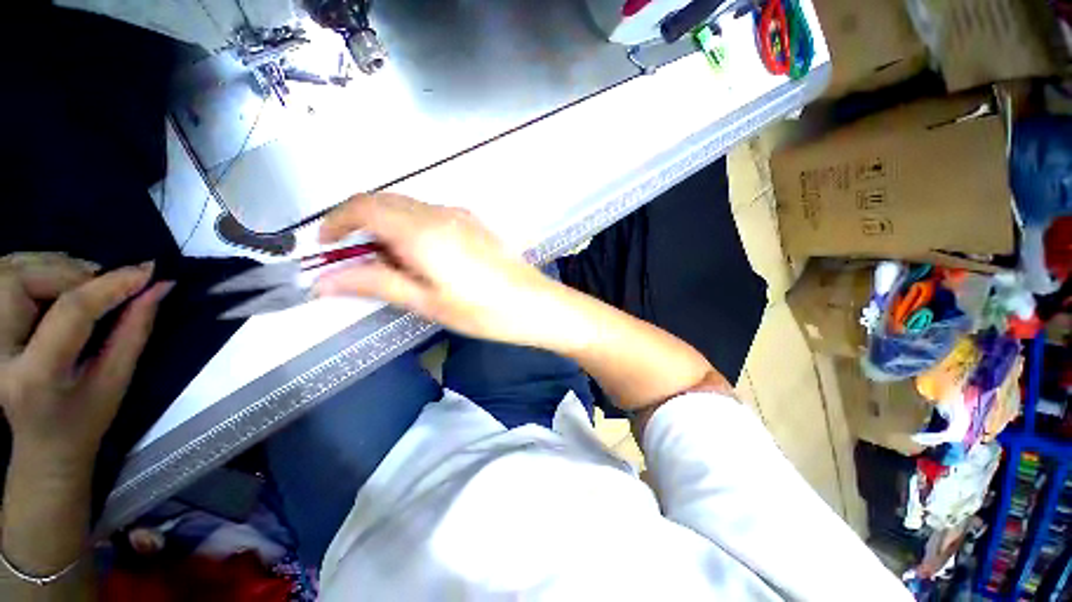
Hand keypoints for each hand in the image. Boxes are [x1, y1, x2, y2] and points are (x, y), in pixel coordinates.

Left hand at [0, 253, 171, 468]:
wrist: (41, 445)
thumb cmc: (85, 420)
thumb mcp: (116, 381)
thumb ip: (134, 331)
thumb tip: (158, 287)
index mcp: (34, 377)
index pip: (69, 312)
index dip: (109, 285)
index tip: (148, 270)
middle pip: (22, 281)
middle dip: (70, 272)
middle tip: (104, 284)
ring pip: (10, 271)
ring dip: (52, 268)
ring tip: (82, 285)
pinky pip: (6, 276)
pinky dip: (36, 270)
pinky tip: (56, 285)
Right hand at [315, 194, 567, 347]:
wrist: (536, 305)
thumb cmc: (482, 310)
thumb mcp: (427, 302)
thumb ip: (376, 284)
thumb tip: (323, 281)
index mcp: (422, 230)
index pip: (363, 206)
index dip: (336, 221)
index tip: (326, 246)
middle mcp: (440, 213)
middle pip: (385, 202)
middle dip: (361, 224)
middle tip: (358, 261)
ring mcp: (462, 215)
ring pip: (409, 208)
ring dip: (389, 227)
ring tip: (393, 265)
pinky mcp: (476, 223)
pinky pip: (432, 215)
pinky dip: (413, 228)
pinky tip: (424, 257)